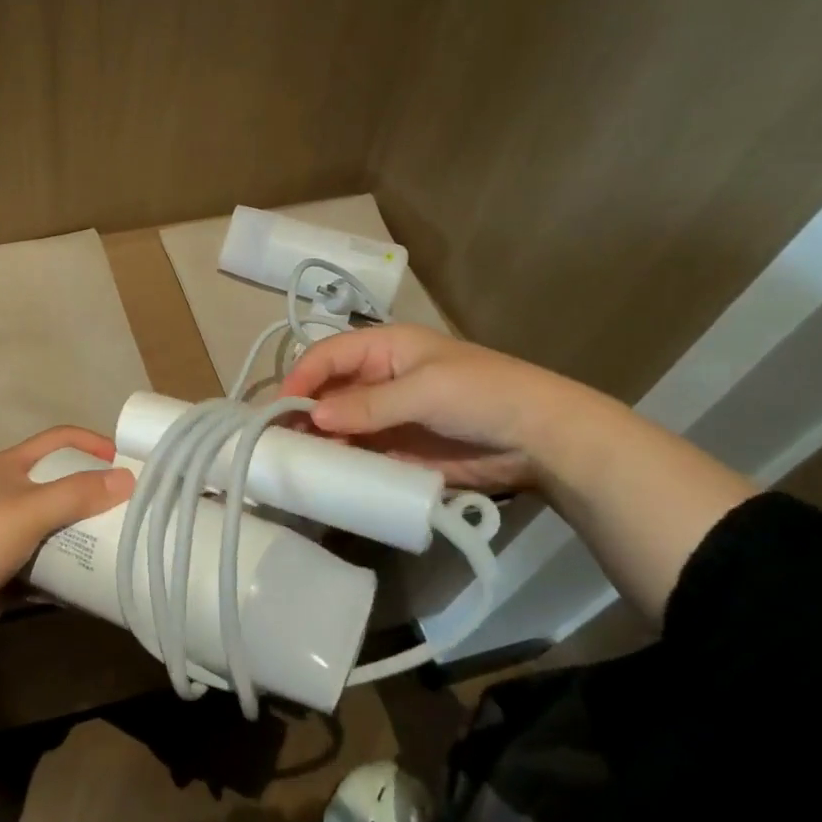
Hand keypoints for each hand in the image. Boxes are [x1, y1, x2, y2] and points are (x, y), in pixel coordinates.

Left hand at [0, 426, 134, 641]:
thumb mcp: (31, 510)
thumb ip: (78, 494)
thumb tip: (128, 479)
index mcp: (12, 467)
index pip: (60, 439)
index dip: (93, 443)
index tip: (128, 461)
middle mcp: (13, 493)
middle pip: (64, 483)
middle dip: (98, 493)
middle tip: (134, 507)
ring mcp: (12, 533)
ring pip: (61, 525)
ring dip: (89, 533)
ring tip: (126, 542)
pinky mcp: (14, 568)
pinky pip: (54, 562)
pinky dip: (75, 568)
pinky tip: (102, 577)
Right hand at [279, 324, 600, 493]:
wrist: (542, 439)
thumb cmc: (482, 395)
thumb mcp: (425, 390)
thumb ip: (368, 405)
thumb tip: (313, 418)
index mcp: (384, 348)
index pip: (328, 355)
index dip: (301, 376)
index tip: (280, 407)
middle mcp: (377, 379)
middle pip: (326, 391)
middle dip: (302, 411)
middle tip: (278, 439)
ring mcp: (385, 416)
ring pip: (336, 424)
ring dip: (316, 439)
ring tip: (294, 460)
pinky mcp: (395, 449)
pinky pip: (357, 452)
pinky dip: (338, 460)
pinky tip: (323, 473)